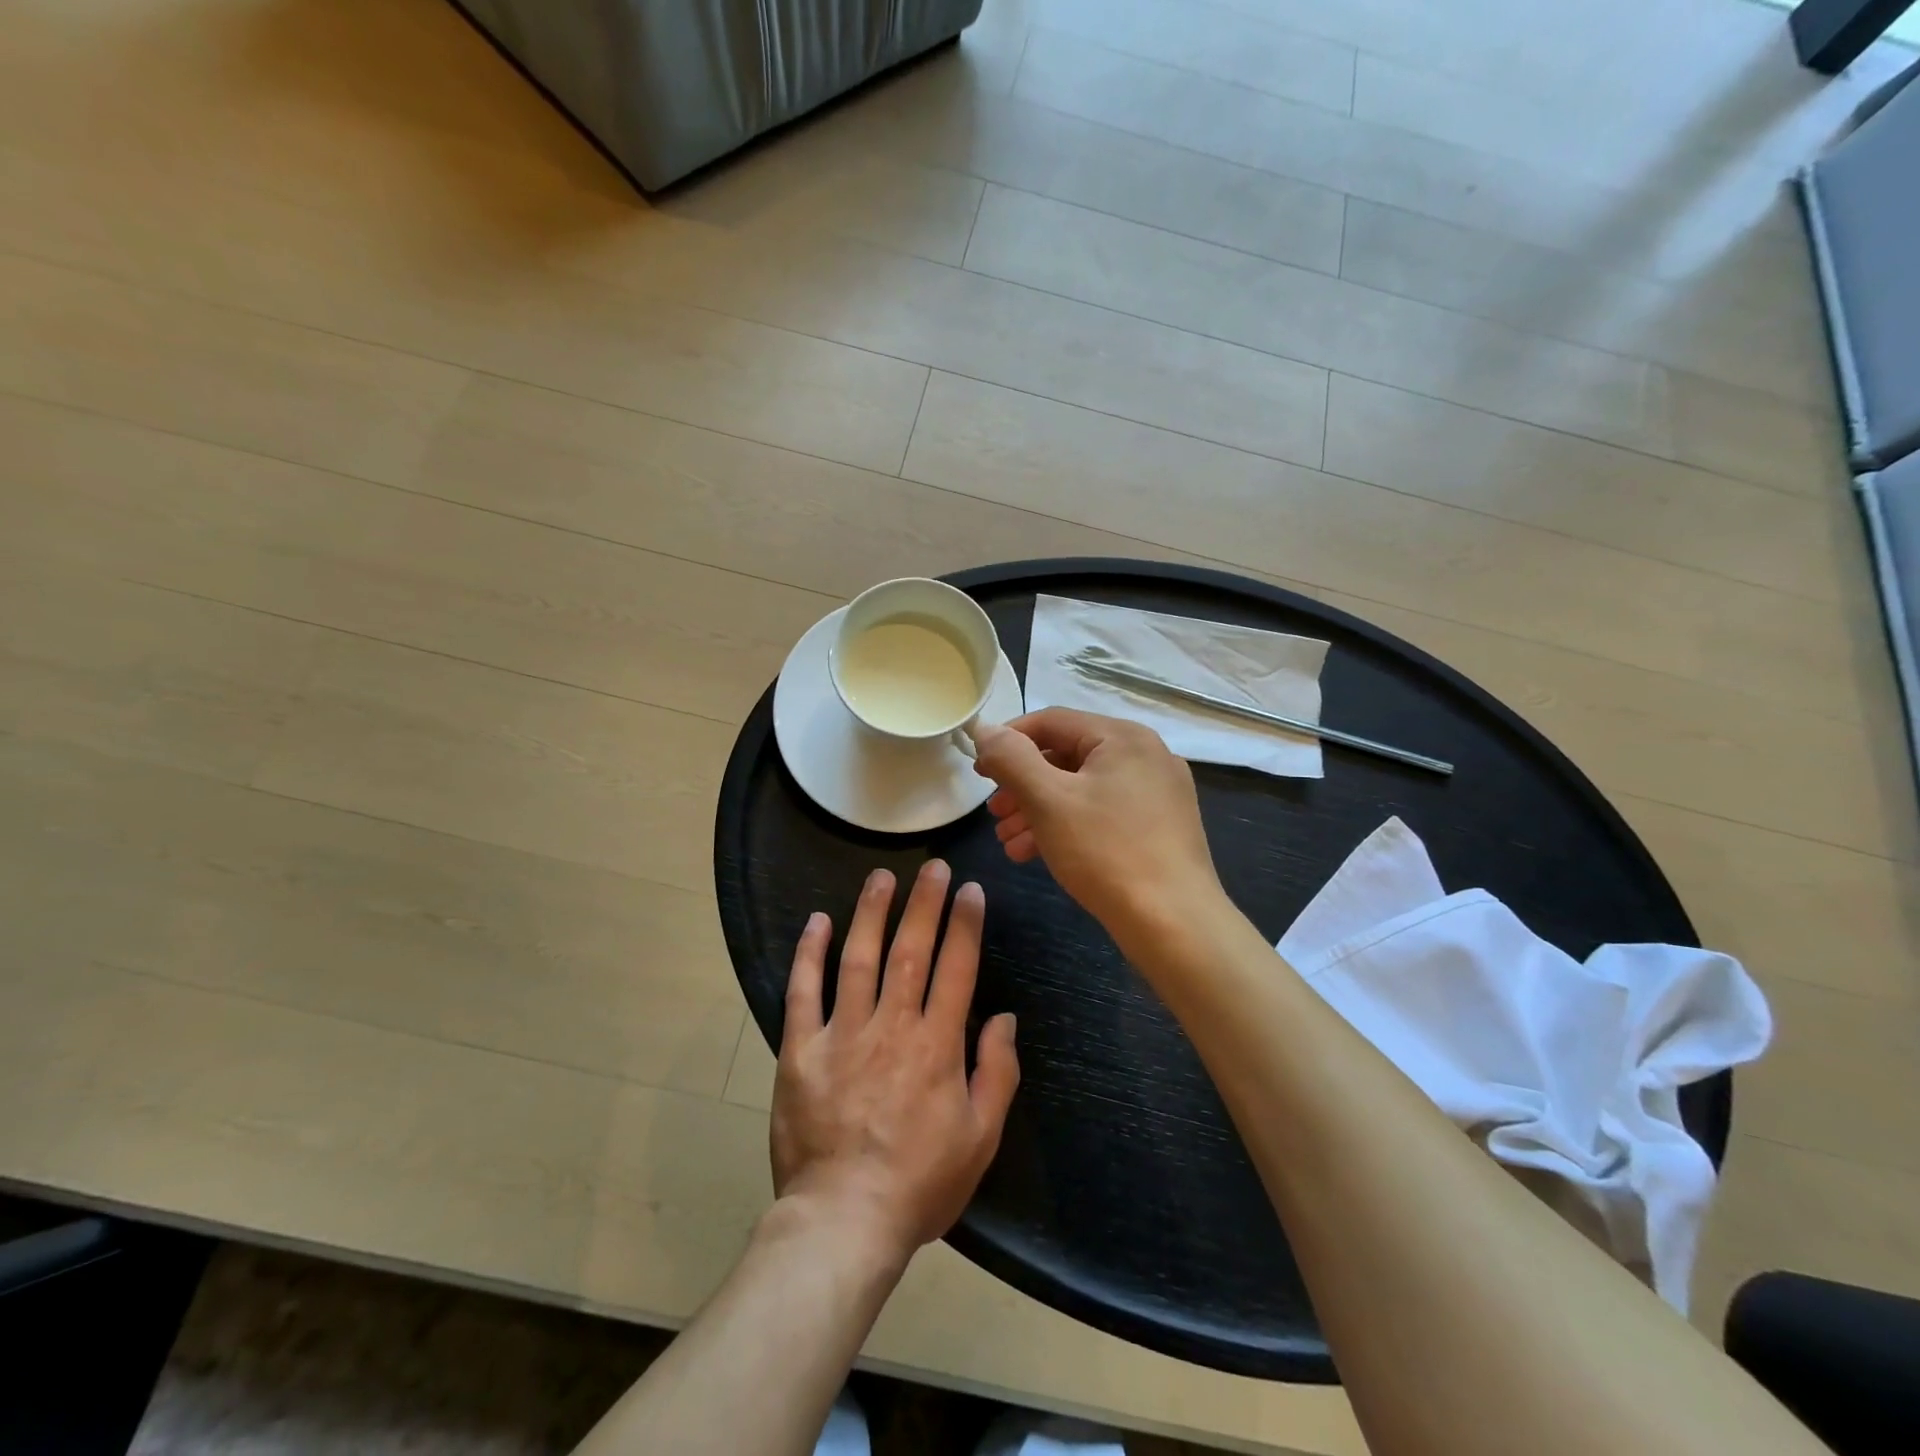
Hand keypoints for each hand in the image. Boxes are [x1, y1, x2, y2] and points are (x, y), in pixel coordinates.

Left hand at [771, 861, 1019, 1264]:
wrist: (843, 1222)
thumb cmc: (920, 1183)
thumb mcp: (980, 1138)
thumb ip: (997, 1073)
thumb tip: (1005, 1018)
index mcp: (938, 1045)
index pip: (957, 968)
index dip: (966, 924)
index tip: (970, 890)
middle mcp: (892, 1026)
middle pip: (912, 950)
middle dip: (925, 903)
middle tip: (934, 866)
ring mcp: (843, 1033)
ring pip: (859, 957)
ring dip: (872, 912)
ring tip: (882, 876)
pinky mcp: (801, 1049)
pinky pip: (804, 991)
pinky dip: (810, 953)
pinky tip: (818, 921)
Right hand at [973, 709, 1225, 945]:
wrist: (1174, 924)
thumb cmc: (1106, 852)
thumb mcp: (1048, 800)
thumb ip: (1012, 758)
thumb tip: (985, 729)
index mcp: (1123, 737)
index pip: (1051, 722)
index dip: (1008, 742)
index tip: (978, 771)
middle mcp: (1145, 755)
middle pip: (1067, 756)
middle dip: (1022, 785)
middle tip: (993, 813)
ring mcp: (1157, 792)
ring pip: (1082, 789)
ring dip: (1039, 810)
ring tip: (1007, 840)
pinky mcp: (1159, 826)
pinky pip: (1102, 812)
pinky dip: (1067, 825)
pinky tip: (1036, 854)